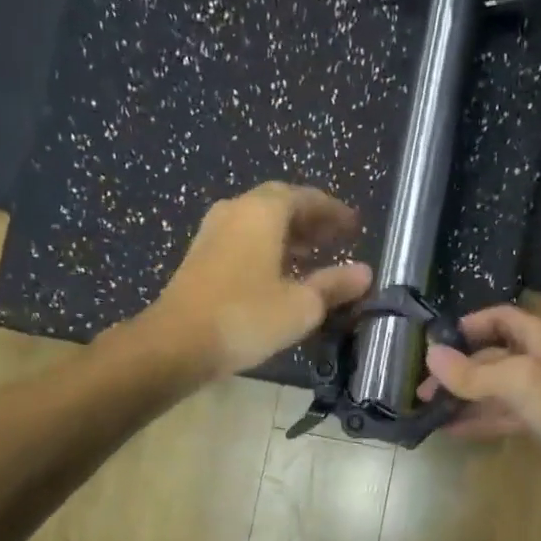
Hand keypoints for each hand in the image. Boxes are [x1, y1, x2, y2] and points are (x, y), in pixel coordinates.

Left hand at [145, 183, 372, 376]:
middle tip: (335, 238)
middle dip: (310, 219)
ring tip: (313, 256)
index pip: (306, 197)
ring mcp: (213, 232)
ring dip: (288, 234)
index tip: (353, 226)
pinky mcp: (200, 256)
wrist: (176, 343)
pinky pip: (243, 239)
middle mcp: (236, 210)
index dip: (333, 211)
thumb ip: (334, 285)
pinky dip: (267, 247)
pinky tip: (279, 273)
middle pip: (279, 204)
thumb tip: (364, 272)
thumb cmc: (246, 317)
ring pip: (258, 222)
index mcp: (263, 212)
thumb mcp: (301, 305)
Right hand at [417, 304, 540, 456]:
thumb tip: (430, 356)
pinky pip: (505, 415)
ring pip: (496, 388)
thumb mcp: (521, 382)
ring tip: (429, 411)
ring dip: (465, 397)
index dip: (468, 325)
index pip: (499, 317)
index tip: (435, 344)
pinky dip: (480, 419)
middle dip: (458, 369)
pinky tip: (453, 430)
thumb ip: (474, 372)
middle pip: (493, 355)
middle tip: (422, 388)